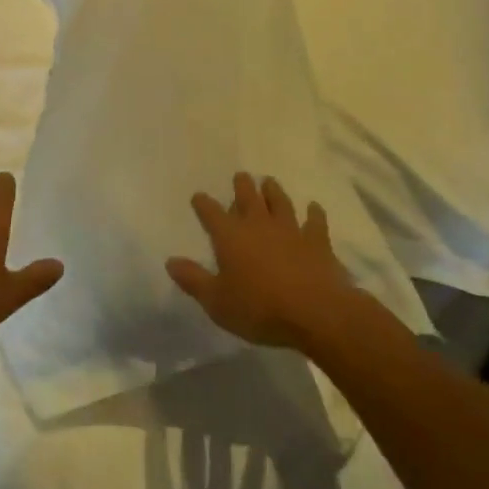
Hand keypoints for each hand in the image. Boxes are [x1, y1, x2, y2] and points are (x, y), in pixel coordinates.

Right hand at [167, 172, 356, 351]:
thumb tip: (170, 261)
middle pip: (248, 198)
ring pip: (280, 203)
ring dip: (273, 191)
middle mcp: (258, 225)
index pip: (211, 213)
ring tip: (269, 182)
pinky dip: (314, 213)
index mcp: (230, 236)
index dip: (203, 204)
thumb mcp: (217, 301)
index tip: (198, 196)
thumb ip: (193, 279)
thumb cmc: (259, 308)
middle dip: (242, 186)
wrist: (315, 313)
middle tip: (240, 175)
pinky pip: (315, 221)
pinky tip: (313, 207)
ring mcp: (290, 230)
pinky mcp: (317, 242)